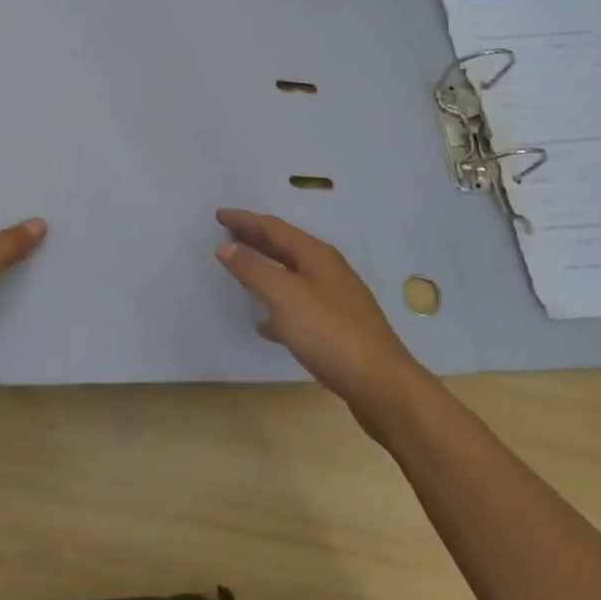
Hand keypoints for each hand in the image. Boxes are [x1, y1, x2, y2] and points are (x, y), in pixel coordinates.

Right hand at [214, 209, 427, 434]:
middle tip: (227, 234)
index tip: (219, 215)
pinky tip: (264, 323)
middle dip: (255, 238)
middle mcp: (327, 270)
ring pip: (291, 275)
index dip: (245, 220)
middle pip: (285, 247)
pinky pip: (298, 305)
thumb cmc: (330, 333)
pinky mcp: (336, 328)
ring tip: (240, 270)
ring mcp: (335, 299)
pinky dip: (277, 305)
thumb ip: (254, 270)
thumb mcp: (285, 297)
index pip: (274, 228)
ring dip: (265, 269)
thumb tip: (226, 247)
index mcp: (316, 255)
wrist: (381, 385)